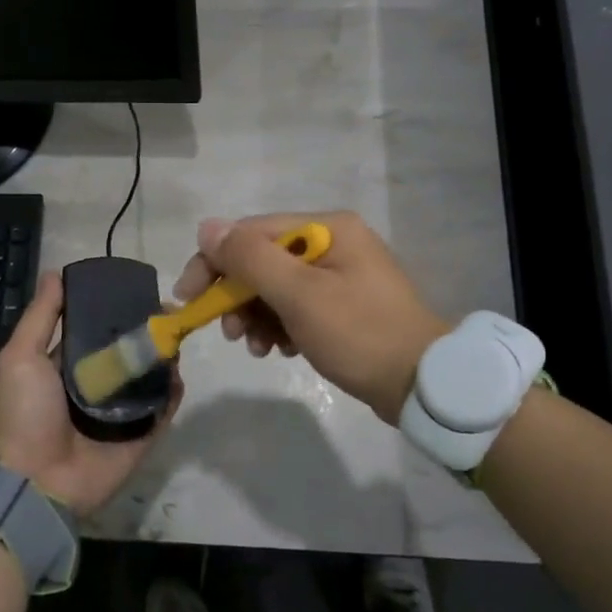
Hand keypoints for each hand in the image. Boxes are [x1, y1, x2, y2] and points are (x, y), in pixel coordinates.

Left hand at [0, 268, 182, 516]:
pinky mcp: (141, 435)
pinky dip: (173, 391)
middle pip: (127, 351)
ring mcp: (120, 412)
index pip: (95, 330)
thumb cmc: (24, 413)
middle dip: (146, 331)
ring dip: (164, 357)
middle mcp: (95, 386)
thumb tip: (57, 273)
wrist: (35, 481)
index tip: (137, 290)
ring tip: (178, 334)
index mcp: (66, 366)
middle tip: (168, 312)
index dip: (114, 310)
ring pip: (150, 377)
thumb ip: (42, 316)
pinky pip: (163, 409)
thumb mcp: (21, 356)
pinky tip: (179, 371)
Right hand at [173, 211, 449, 424]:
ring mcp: (340, 274)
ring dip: (256, 316)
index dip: (214, 262)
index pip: (251, 233)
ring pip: (276, 287)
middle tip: (229, 333)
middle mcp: (333, 242)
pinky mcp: (344, 304)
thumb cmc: (359, 334)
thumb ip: (251, 258)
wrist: (423, 384)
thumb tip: (208, 227)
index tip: (188, 298)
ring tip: (257, 348)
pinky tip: (281, 350)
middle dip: (238, 296)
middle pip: (263, 260)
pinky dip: (280, 326)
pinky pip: (296, 306)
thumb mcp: (300, 295)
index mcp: (327, 228)